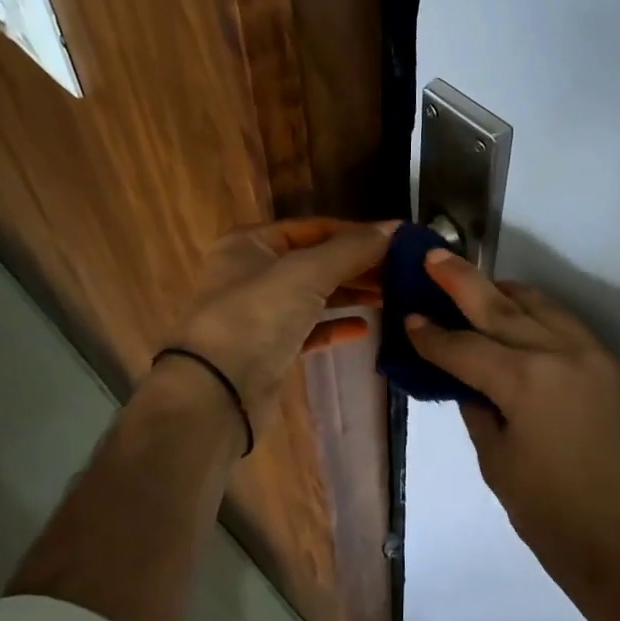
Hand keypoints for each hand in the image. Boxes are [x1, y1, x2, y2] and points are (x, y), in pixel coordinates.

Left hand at [168, 218, 395, 425]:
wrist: (216, 392)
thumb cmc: (256, 317)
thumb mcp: (306, 273)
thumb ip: (351, 250)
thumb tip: (394, 228)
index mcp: (251, 244)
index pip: (314, 228)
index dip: (356, 234)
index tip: (398, 243)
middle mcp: (252, 273)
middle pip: (316, 262)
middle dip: (358, 266)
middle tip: (403, 274)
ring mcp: (260, 314)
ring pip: (315, 296)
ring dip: (351, 294)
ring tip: (393, 297)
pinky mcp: (270, 350)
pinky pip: (309, 330)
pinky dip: (336, 327)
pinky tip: (365, 328)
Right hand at [406, 250, 619, 620]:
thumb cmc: (552, 517)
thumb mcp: (497, 462)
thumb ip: (478, 409)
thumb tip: (468, 379)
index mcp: (526, 381)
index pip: (466, 347)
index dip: (432, 336)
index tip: (408, 319)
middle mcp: (564, 354)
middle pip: (503, 307)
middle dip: (463, 282)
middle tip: (432, 256)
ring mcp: (598, 357)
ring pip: (544, 307)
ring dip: (506, 294)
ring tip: (477, 286)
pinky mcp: (619, 370)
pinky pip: (571, 330)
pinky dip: (541, 319)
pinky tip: (523, 323)